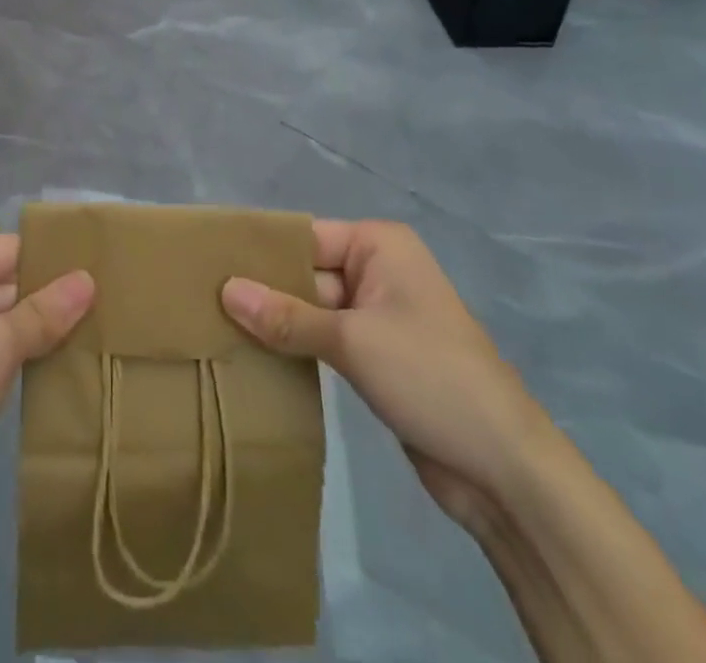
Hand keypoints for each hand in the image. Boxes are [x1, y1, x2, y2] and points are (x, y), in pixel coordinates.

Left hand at [0, 234, 94, 511]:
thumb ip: (45, 311)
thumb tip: (89, 280)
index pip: (8, 249)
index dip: (52, 262)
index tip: (102, 271)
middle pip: (3, 279)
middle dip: (48, 297)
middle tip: (107, 305)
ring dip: (37, 328)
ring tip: (95, 332)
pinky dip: (17, 352)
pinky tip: (59, 362)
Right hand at [222, 220, 550, 531]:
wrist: (504, 470)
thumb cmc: (431, 377)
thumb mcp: (352, 340)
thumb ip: (286, 317)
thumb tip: (224, 289)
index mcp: (379, 246)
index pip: (305, 236)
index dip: (260, 250)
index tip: (207, 262)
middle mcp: (377, 270)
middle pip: (306, 271)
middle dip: (262, 289)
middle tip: (201, 299)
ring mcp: (377, 316)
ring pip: (311, 308)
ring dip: (275, 321)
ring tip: (214, 326)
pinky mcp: (375, 357)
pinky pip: (323, 340)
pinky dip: (294, 347)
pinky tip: (251, 355)